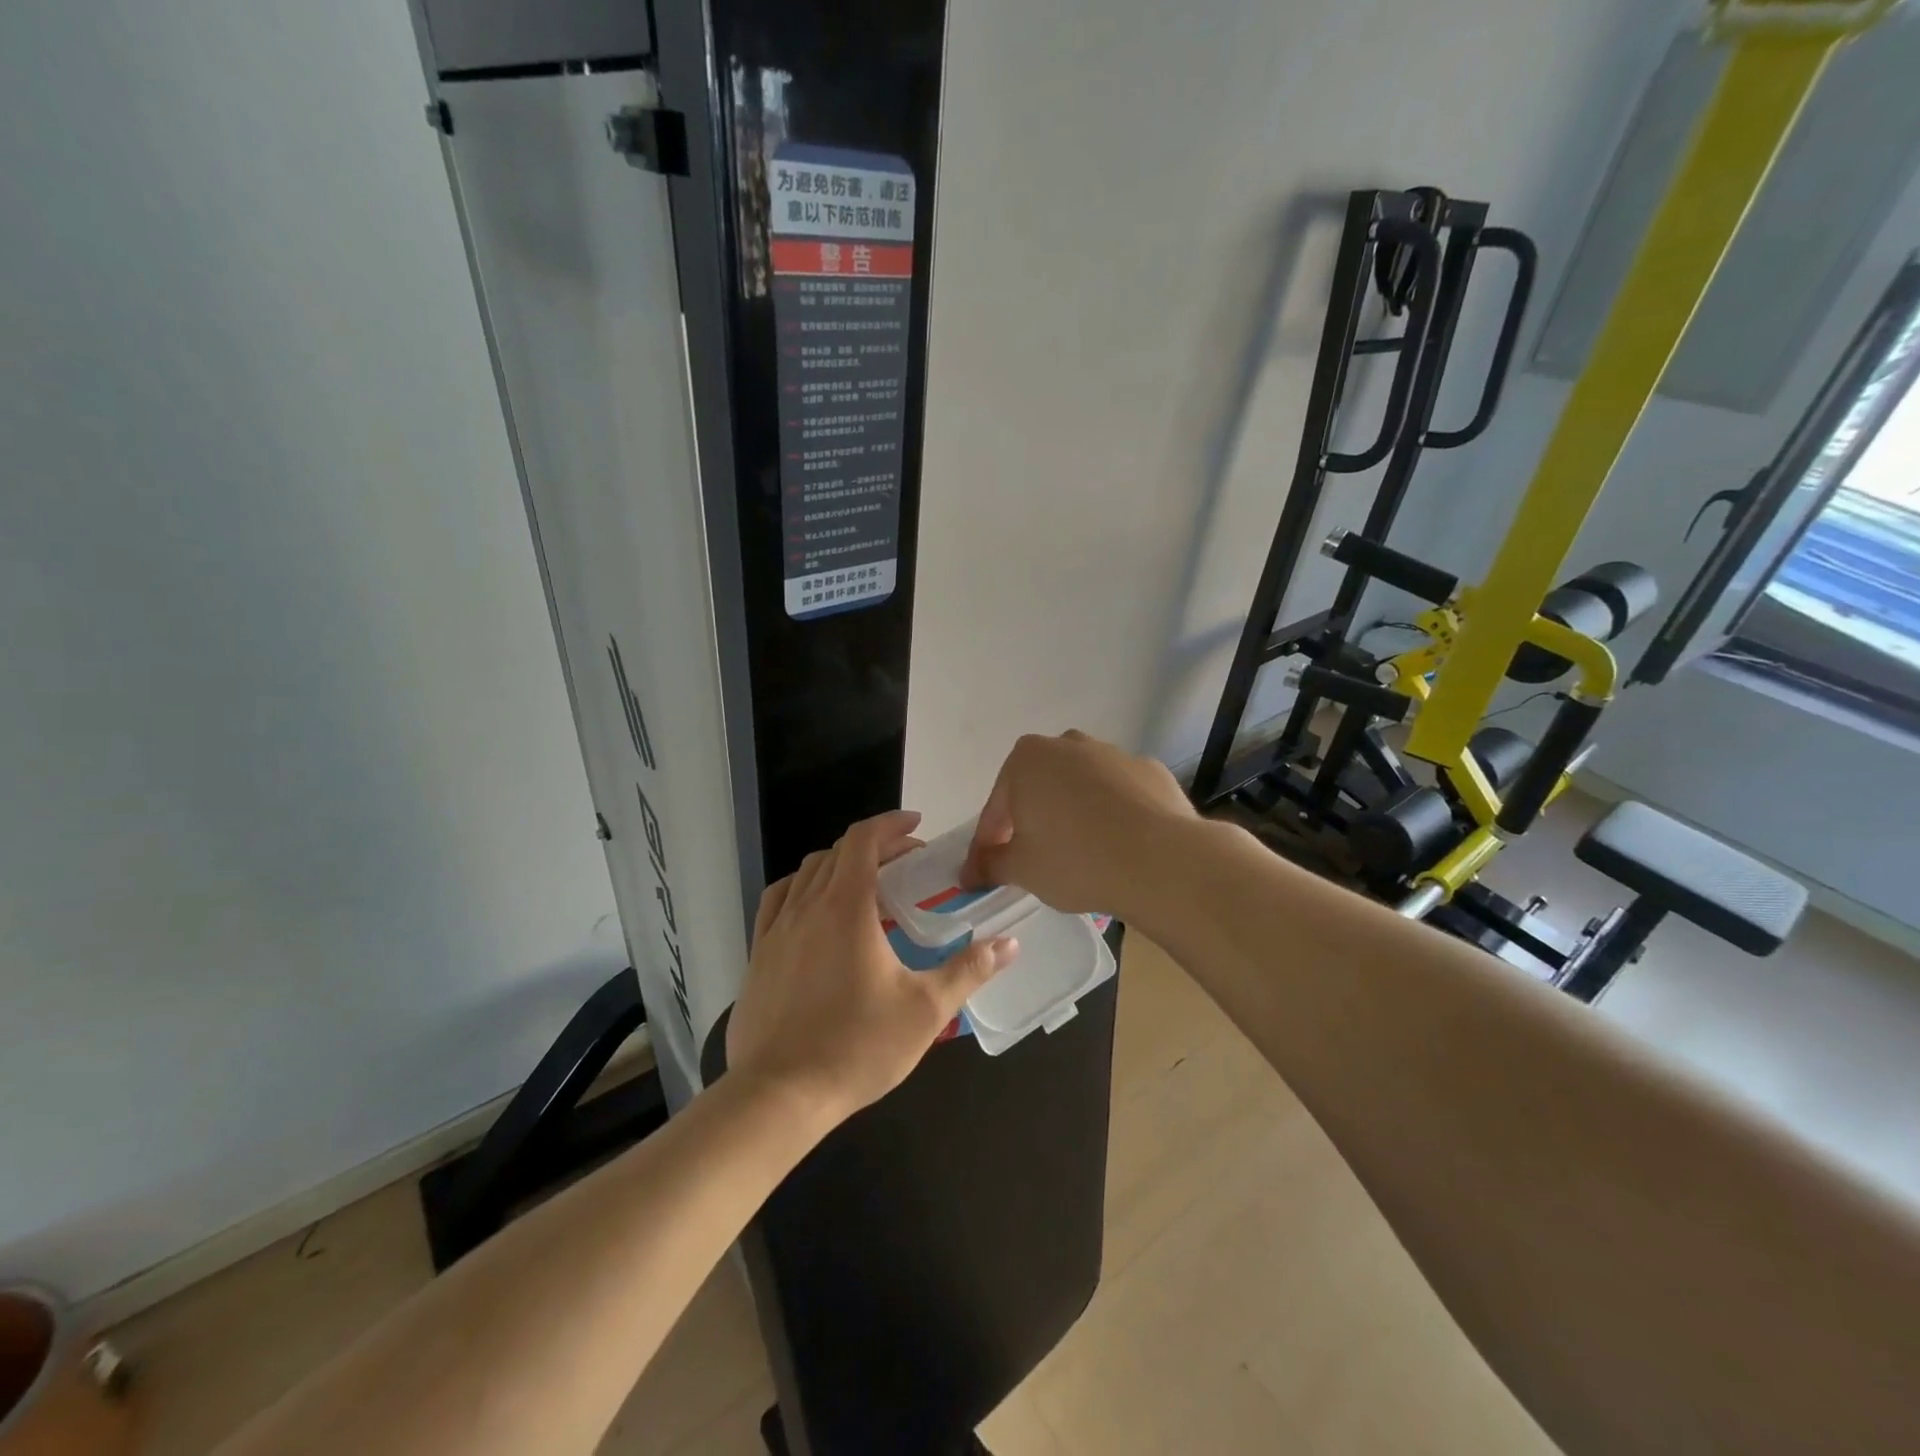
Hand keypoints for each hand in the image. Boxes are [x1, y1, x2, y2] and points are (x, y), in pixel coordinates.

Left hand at [727, 810, 1019, 1125]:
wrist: (779, 1095)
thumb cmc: (857, 1046)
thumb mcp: (926, 1009)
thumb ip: (969, 970)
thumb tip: (1010, 943)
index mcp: (846, 906)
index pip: (863, 839)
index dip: (891, 824)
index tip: (917, 825)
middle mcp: (807, 905)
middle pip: (838, 852)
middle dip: (874, 846)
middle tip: (906, 864)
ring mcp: (776, 928)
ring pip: (807, 872)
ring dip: (839, 865)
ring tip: (866, 885)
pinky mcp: (758, 953)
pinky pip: (779, 899)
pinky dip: (803, 888)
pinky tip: (815, 911)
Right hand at [962, 731, 1197, 918]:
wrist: (1162, 860)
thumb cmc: (1076, 860)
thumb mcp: (1021, 870)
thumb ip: (990, 865)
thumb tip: (971, 872)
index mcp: (1026, 760)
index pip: (996, 808)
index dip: (988, 844)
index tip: (984, 873)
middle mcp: (1068, 744)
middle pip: (1038, 788)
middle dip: (1031, 821)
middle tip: (1032, 860)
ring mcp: (1113, 754)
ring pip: (1080, 787)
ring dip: (1073, 814)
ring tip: (1081, 854)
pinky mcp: (1150, 771)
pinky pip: (1119, 794)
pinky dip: (1112, 814)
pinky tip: (1119, 846)